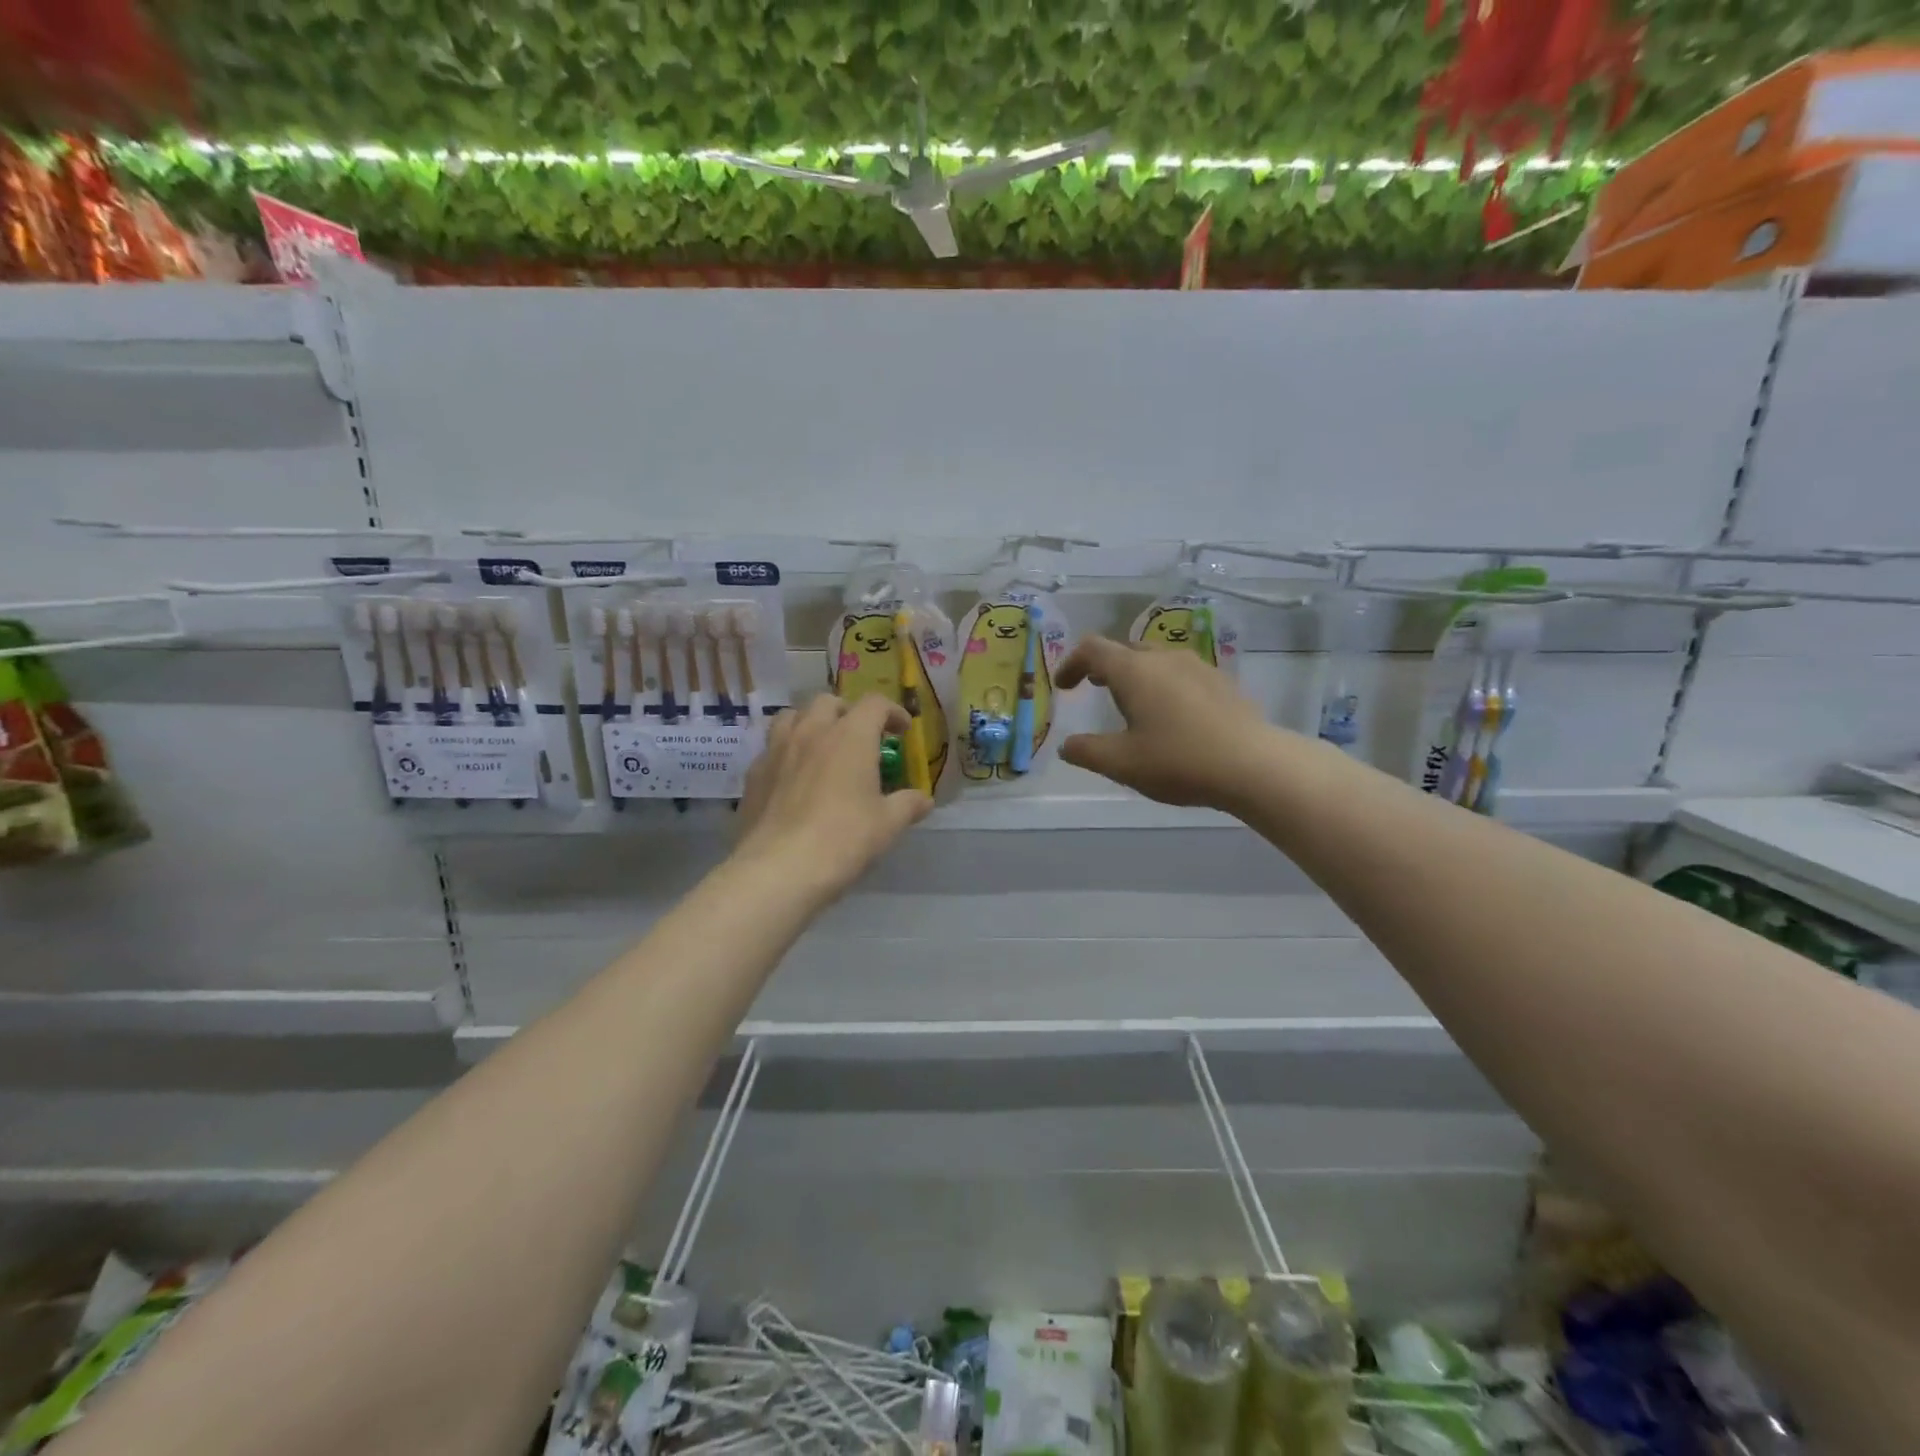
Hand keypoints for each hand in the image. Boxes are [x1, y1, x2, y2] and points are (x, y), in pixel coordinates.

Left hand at [734, 693, 931, 898]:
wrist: (779, 868)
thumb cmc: (843, 839)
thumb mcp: (887, 825)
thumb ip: (908, 805)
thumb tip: (924, 800)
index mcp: (850, 736)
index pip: (874, 704)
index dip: (892, 712)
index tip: (902, 731)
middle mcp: (812, 732)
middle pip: (829, 701)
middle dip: (848, 712)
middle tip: (860, 737)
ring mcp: (777, 750)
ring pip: (792, 716)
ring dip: (811, 723)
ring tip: (821, 745)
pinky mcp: (753, 773)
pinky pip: (771, 748)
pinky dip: (787, 751)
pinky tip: (794, 776)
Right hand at [1057, 636, 1274, 809]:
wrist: (1254, 765)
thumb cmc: (1179, 760)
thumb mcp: (1122, 764)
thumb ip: (1087, 752)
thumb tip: (1067, 746)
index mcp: (1134, 671)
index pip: (1092, 649)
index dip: (1071, 663)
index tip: (1064, 687)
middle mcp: (1164, 658)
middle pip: (1125, 650)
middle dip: (1104, 667)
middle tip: (1095, 690)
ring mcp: (1197, 667)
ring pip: (1156, 660)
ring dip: (1137, 675)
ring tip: (1134, 704)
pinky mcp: (1222, 682)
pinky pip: (1181, 674)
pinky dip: (1164, 686)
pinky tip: (1173, 716)